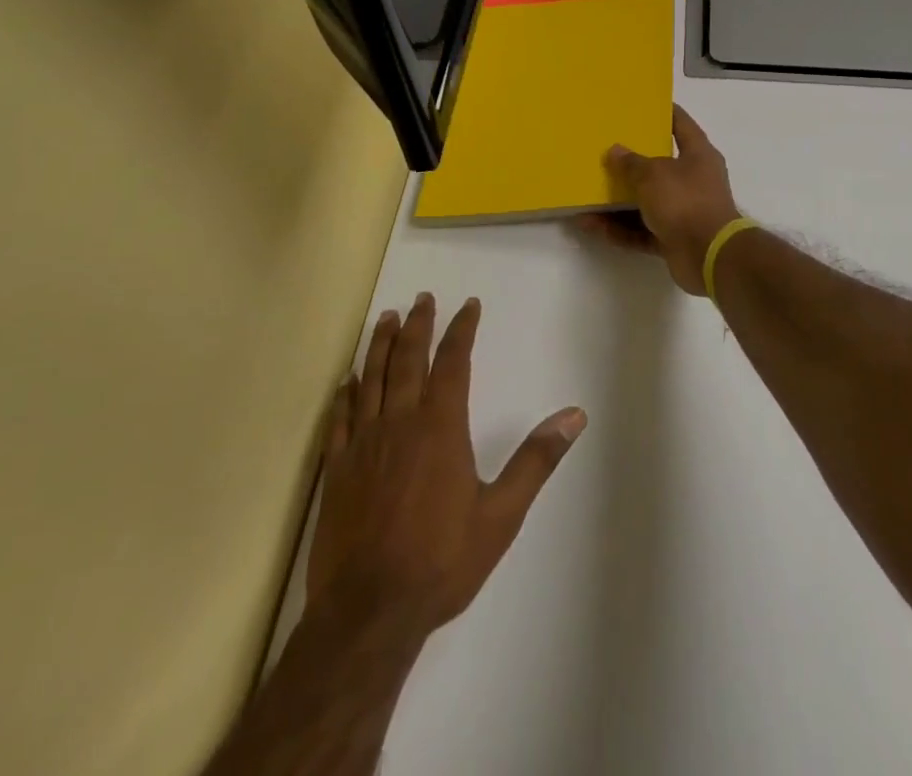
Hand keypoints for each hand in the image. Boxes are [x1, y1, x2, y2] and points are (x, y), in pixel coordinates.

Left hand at [305, 294, 586, 644]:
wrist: (368, 614)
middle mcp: (400, 422)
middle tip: (423, 298)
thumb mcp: (502, 514)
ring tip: (388, 318)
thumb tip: (575, 416)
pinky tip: (348, 380)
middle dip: (419, 325)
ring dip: (382, 345)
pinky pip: (341, 418)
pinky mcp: (336, 470)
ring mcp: (363, 444)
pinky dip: (346, 393)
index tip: (468, 305)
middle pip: (409, 360)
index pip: (453, 362)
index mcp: (441, 426)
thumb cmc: (441, 561)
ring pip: (372, 379)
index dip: (462, 329)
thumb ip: (537, 460)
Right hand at [585, 104, 742, 293]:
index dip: (664, 113)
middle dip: (631, 164)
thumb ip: (631, 163)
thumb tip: (615, 151)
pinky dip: (619, 229)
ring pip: (645, 202)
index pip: (681, 124)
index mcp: (698, 155)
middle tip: (603, 153)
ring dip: (617, 203)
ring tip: (586, 196)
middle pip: (659, 166)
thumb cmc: (685, 201)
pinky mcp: (673, 238)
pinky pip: (641, 230)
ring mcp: (684, 211)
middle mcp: (693, 180)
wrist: (708, 255)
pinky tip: (591, 226)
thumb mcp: (653, 174)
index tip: (642, 105)